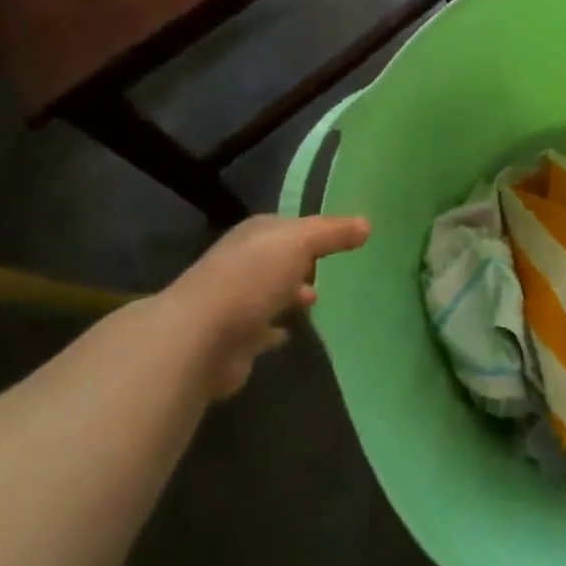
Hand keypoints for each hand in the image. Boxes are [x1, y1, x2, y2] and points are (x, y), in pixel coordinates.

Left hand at [160, 214, 369, 399]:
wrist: (199, 339)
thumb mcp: (299, 243)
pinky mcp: (230, 340)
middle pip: (276, 260)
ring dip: (286, 296)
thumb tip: (366, 224)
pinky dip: (273, 330)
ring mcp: (232, 302)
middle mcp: (240, 263)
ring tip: (314, 302)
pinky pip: (259, 330)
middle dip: (299, 265)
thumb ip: (332, 233)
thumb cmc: (251, 279)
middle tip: (329, 272)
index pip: (287, 226)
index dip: (312, 231)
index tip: (338, 241)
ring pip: (267, 294)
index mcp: (253, 235)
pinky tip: (289, 334)